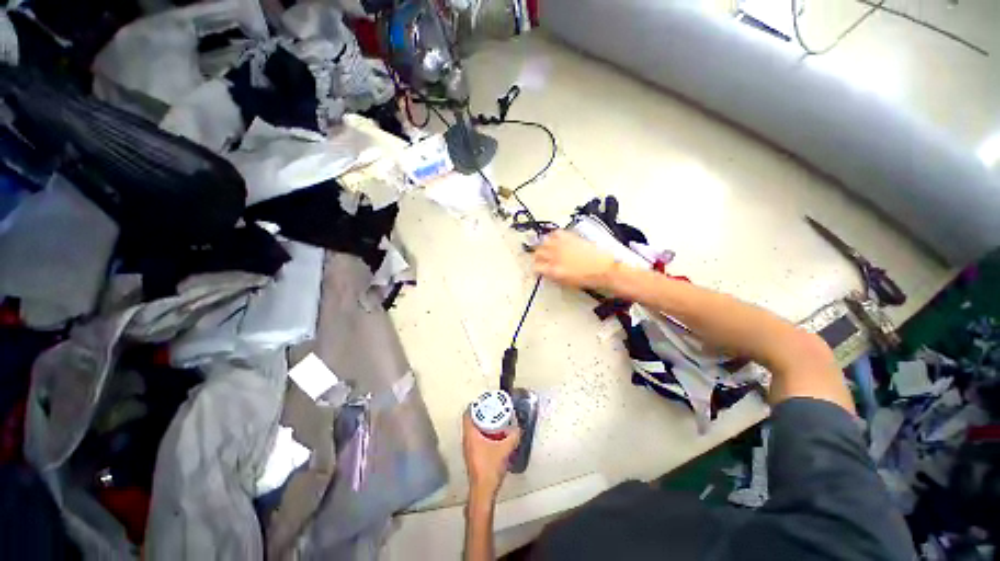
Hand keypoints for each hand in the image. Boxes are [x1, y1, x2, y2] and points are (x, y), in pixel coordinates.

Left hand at [463, 411, 521, 498]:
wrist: (483, 491)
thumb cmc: (490, 468)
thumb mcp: (505, 449)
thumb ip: (513, 437)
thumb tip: (519, 428)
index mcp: (470, 435)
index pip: (467, 414)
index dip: (475, 405)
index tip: (485, 401)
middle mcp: (467, 440)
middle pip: (471, 421)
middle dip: (481, 413)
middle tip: (493, 409)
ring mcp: (468, 448)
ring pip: (473, 430)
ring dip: (483, 424)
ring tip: (495, 420)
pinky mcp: (472, 455)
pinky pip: (476, 438)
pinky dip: (484, 433)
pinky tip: (495, 436)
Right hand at [533, 230, 617, 289]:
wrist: (604, 268)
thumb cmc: (587, 278)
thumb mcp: (566, 282)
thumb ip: (554, 275)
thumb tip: (547, 272)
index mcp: (554, 270)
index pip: (536, 267)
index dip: (536, 268)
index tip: (538, 268)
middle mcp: (555, 256)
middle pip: (538, 252)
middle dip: (537, 256)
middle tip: (541, 258)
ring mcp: (562, 245)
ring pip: (544, 241)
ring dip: (544, 245)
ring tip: (547, 247)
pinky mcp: (570, 237)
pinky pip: (556, 233)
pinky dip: (553, 235)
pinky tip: (556, 239)